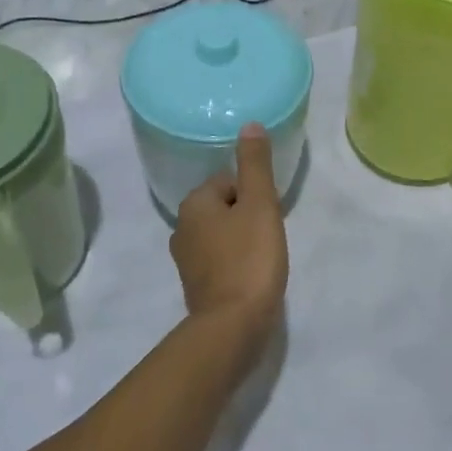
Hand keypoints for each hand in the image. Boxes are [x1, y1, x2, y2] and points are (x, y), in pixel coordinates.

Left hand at [169, 124, 288, 343]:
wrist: (234, 326)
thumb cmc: (249, 259)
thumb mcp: (260, 204)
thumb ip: (255, 164)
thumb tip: (249, 124)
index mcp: (193, 204)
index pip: (229, 182)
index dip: (254, 195)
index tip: (269, 215)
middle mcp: (181, 228)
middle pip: (224, 207)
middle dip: (248, 216)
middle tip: (270, 235)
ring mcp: (185, 260)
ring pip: (221, 234)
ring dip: (242, 240)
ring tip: (264, 256)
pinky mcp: (195, 285)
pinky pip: (219, 260)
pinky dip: (235, 262)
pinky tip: (252, 275)